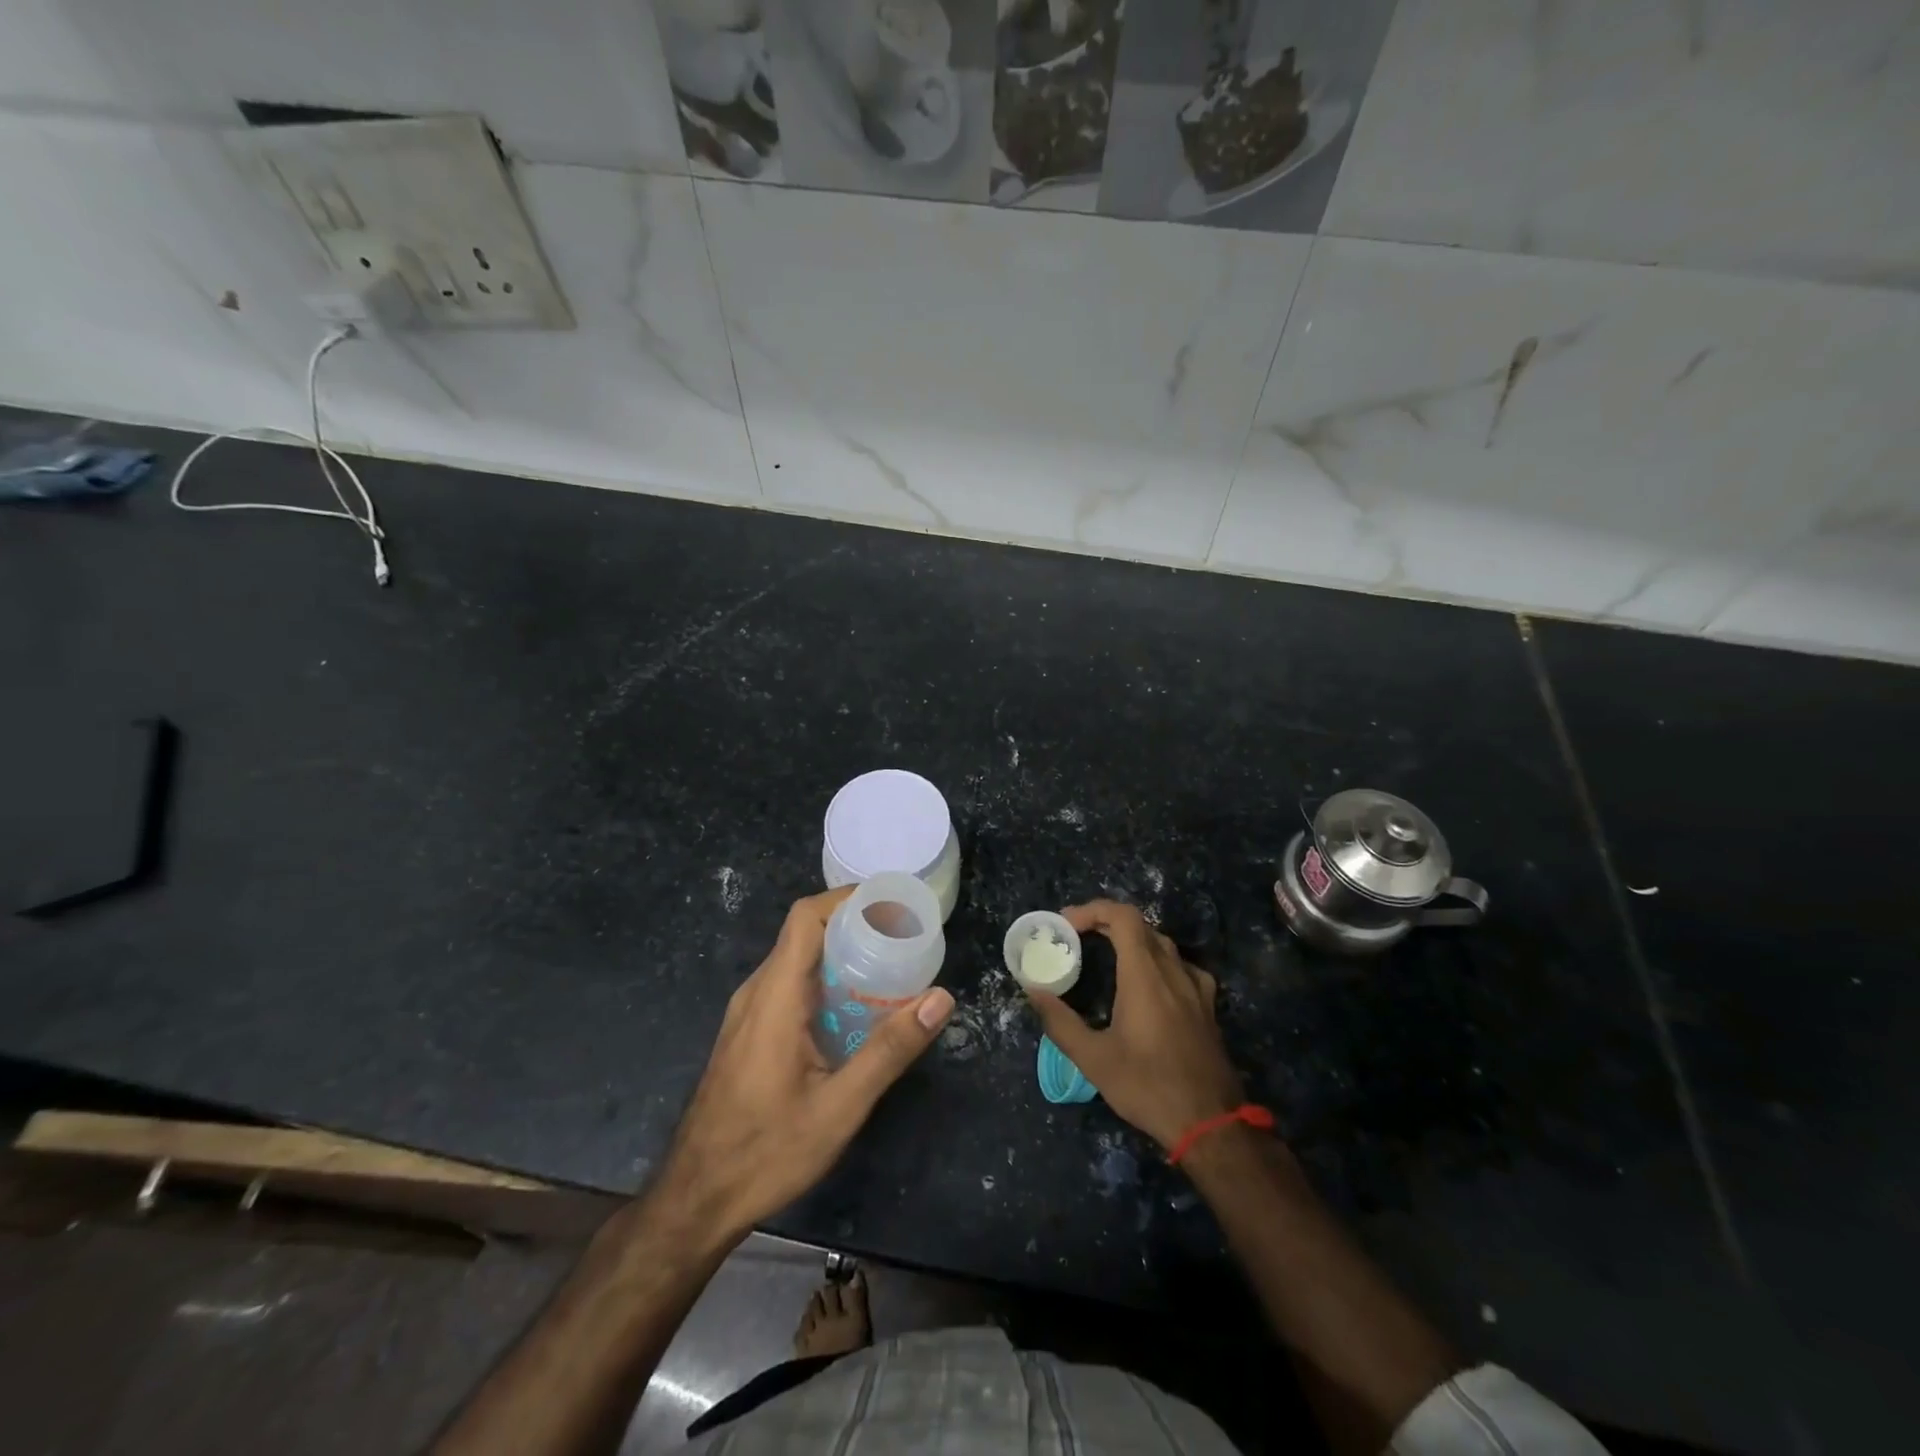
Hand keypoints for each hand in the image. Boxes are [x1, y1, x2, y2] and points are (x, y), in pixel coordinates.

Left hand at [656, 887, 954, 1241]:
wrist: (696, 1200)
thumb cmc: (766, 1151)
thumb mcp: (840, 1106)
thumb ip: (890, 1049)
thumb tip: (941, 998)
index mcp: (774, 995)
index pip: (805, 917)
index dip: (847, 899)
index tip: (891, 905)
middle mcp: (756, 992)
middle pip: (805, 934)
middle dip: (854, 926)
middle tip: (904, 939)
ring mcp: (747, 1013)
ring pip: (796, 961)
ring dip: (840, 955)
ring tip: (889, 968)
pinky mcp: (748, 1033)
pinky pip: (788, 987)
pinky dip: (824, 982)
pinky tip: (854, 1012)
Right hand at [1027, 900, 1244, 1151]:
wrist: (1211, 1124)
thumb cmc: (1147, 1087)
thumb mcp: (1093, 1059)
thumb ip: (1060, 1021)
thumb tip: (1033, 991)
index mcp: (1144, 975)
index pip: (1122, 916)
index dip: (1092, 910)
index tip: (1066, 924)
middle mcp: (1173, 970)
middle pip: (1140, 925)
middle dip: (1105, 921)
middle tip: (1077, 937)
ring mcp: (1195, 987)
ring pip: (1161, 943)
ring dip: (1131, 939)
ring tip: (1105, 954)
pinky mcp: (1207, 1005)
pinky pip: (1180, 965)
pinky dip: (1156, 960)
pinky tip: (1148, 982)